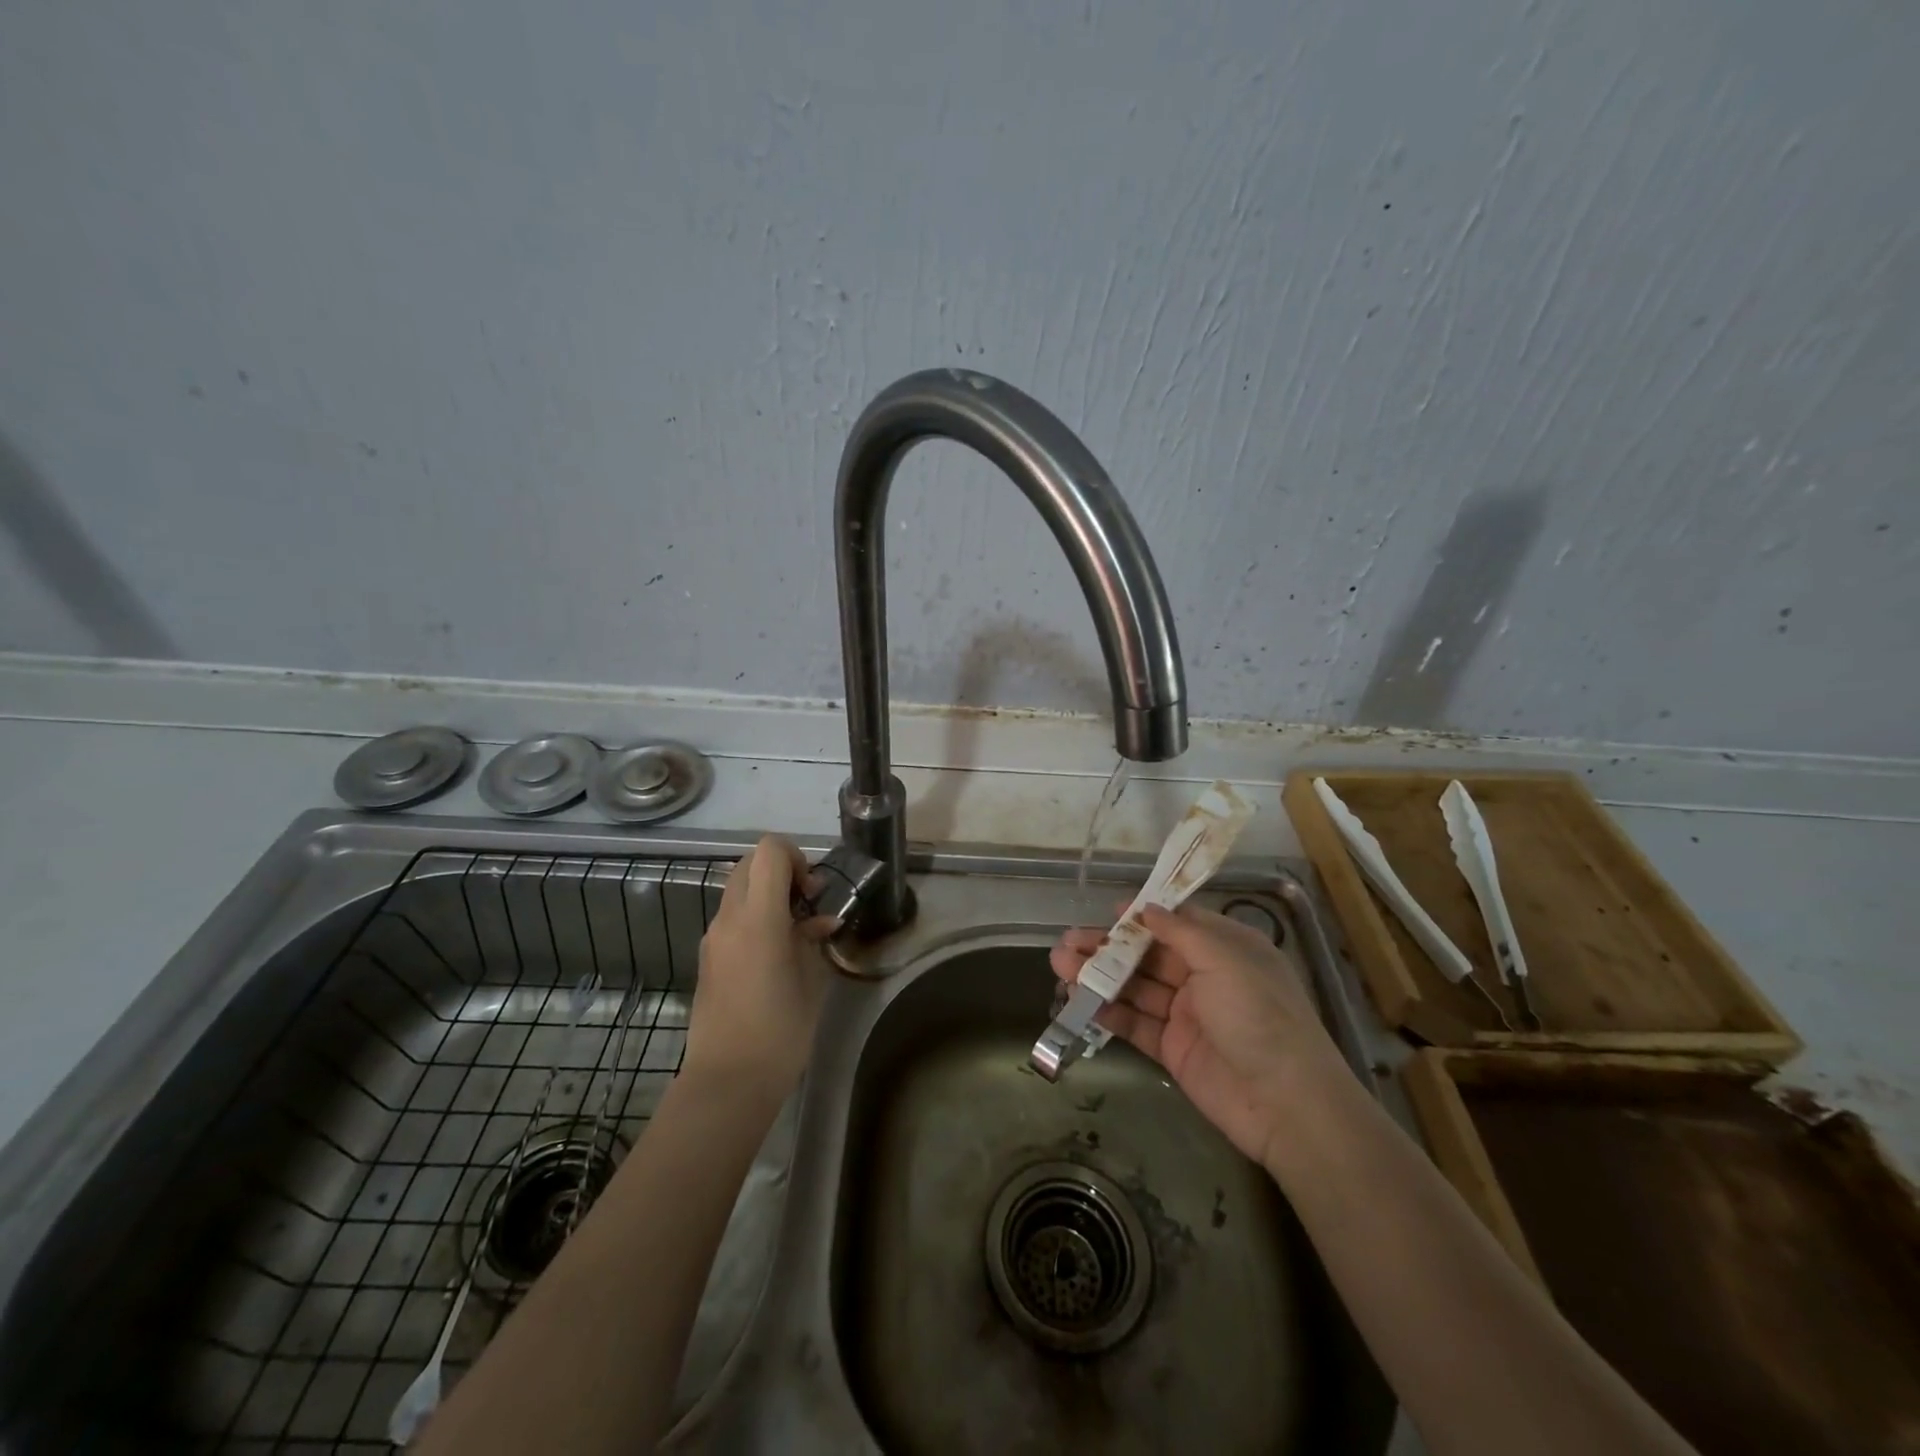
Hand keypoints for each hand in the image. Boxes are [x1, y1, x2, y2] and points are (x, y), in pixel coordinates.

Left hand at [684, 835, 831, 1100]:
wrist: (728, 1081)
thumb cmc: (780, 1031)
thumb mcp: (811, 981)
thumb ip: (814, 939)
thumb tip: (821, 921)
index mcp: (758, 917)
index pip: (769, 851)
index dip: (796, 857)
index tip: (811, 891)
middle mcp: (729, 918)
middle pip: (750, 863)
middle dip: (781, 872)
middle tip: (806, 904)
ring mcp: (713, 937)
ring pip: (738, 889)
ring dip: (767, 895)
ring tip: (795, 932)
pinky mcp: (707, 957)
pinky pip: (732, 918)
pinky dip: (755, 917)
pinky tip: (777, 954)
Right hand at [1050, 903, 1348, 1168]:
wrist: (1286, 1104)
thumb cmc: (1259, 1016)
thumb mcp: (1225, 960)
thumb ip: (1182, 931)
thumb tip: (1148, 907)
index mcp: (1225, 949)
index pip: (1178, 923)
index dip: (1142, 916)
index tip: (1107, 911)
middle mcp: (1205, 977)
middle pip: (1147, 956)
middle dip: (1108, 947)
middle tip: (1067, 941)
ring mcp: (1187, 1015)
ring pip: (1135, 988)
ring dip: (1099, 976)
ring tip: (1060, 965)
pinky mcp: (1173, 1050)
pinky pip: (1135, 1024)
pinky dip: (1108, 1012)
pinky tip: (1080, 1001)